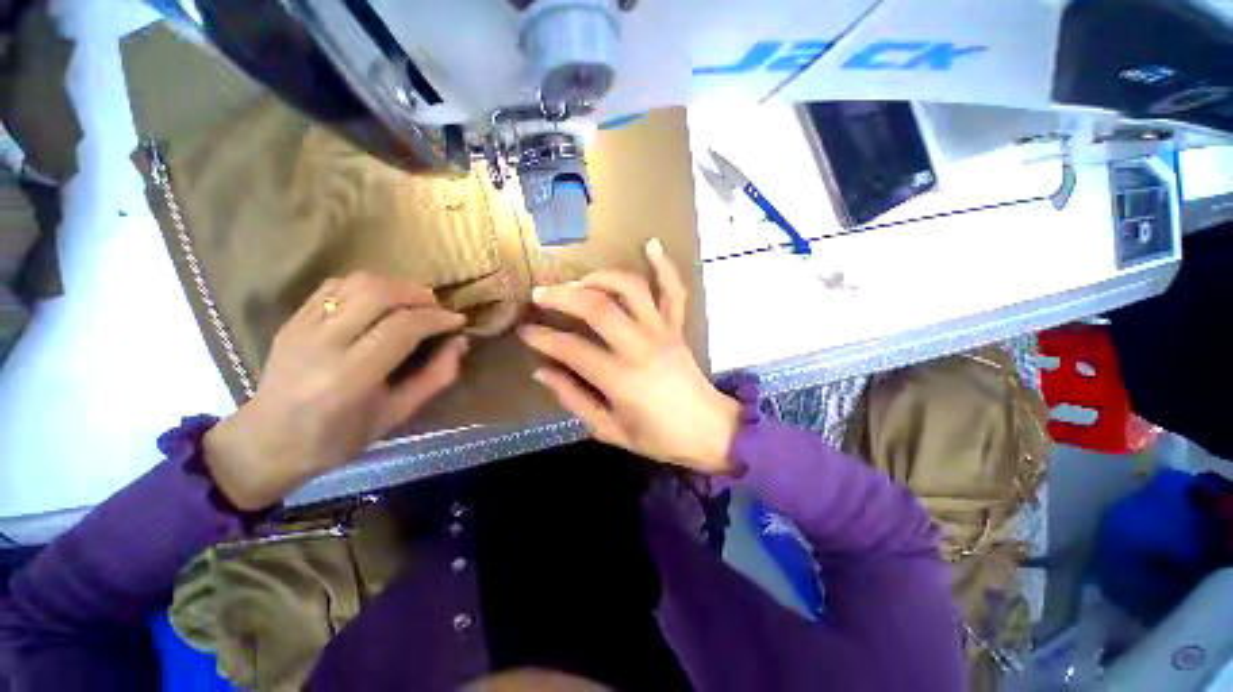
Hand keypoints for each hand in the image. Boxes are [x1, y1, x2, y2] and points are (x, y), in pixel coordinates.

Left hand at [204, 273, 468, 509]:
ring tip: (413, 304)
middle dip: (418, 294)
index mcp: (350, 377)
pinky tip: (380, 304)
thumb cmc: (338, 438)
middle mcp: (322, 344)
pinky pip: (336, 285)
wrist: (267, 441)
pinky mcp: (292, 319)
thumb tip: (460, 342)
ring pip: (357, 282)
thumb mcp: (397, 415)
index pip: (402, 327)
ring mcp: (302, 327)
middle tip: (436, 309)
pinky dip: (368, 287)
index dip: (437, 318)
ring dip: (395, 286)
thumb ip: (435, 377)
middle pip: (378, 293)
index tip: (458, 321)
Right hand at [520, 239, 740, 473]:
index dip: (543, 338)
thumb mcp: (609, 429)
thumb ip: (574, 399)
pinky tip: (651, 244)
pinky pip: (674, 290)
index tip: (525, 331)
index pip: (571, 349)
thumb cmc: (658, 438)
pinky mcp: (677, 327)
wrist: (709, 430)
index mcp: (620, 379)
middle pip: (597, 308)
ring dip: (602, 277)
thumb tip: (542, 371)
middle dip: (562, 297)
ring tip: (581, 281)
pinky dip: (664, 265)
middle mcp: (640, 347)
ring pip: (631, 288)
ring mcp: (662, 331)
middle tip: (541, 295)